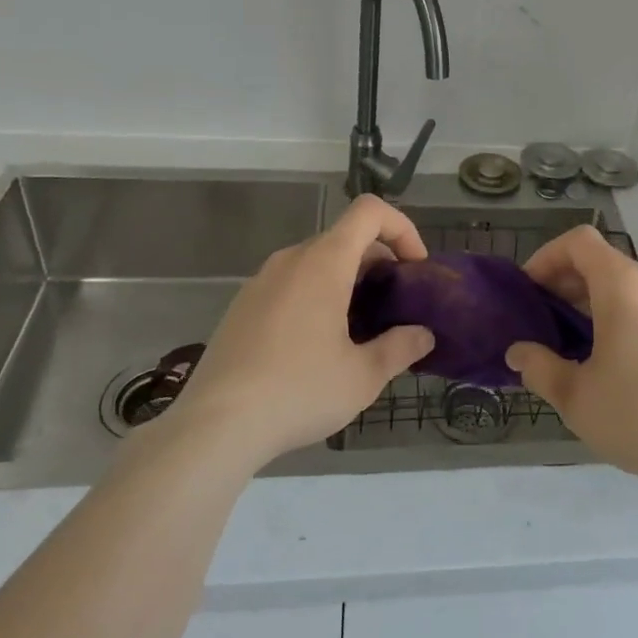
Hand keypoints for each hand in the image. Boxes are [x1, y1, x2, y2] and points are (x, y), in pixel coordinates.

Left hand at [168, 195, 435, 472]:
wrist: (214, 426)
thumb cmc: (298, 391)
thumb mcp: (363, 377)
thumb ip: (400, 348)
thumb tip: (423, 335)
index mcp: (324, 262)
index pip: (369, 211)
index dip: (402, 228)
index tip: (415, 270)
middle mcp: (291, 259)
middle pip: (346, 238)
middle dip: (379, 263)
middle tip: (394, 308)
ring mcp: (261, 280)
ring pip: (317, 262)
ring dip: (348, 281)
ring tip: (359, 331)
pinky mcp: (242, 305)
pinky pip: (291, 283)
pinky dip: (317, 295)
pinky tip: (316, 347)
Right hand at [508, 226, 637, 494]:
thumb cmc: (636, 415)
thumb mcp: (574, 396)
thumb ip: (539, 367)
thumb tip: (517, 353)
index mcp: (623, 285)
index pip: (579, 241)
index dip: (547, 256)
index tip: (529, 289)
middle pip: (602, 261)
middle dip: (567, 281)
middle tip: (544, 318)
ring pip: (627, 283)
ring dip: (595, 299)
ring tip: (576, 340)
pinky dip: (623, 312)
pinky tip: (615, 356)